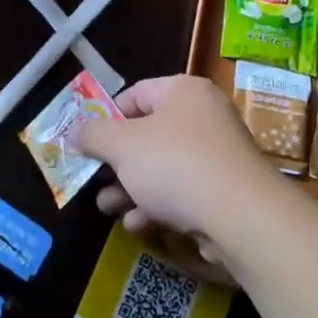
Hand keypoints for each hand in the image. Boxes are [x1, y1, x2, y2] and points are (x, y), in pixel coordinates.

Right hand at [77, 75, 280, 281]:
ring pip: (164, 167)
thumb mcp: (122, 146)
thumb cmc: (175, 165)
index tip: (88, 143)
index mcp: (183, 92)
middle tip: (94, 181)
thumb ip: (94, 135)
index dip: (107, 118)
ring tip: (108, 209)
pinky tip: (139, 225)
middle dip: (117, 162)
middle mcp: (205, 116)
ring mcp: (219, 155)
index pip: (135, 94)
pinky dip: (159, 206)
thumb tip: (75, 131)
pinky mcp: (227, 191)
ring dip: (131, 188)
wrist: (242, 217)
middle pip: (148, 134)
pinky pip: (184, 192)